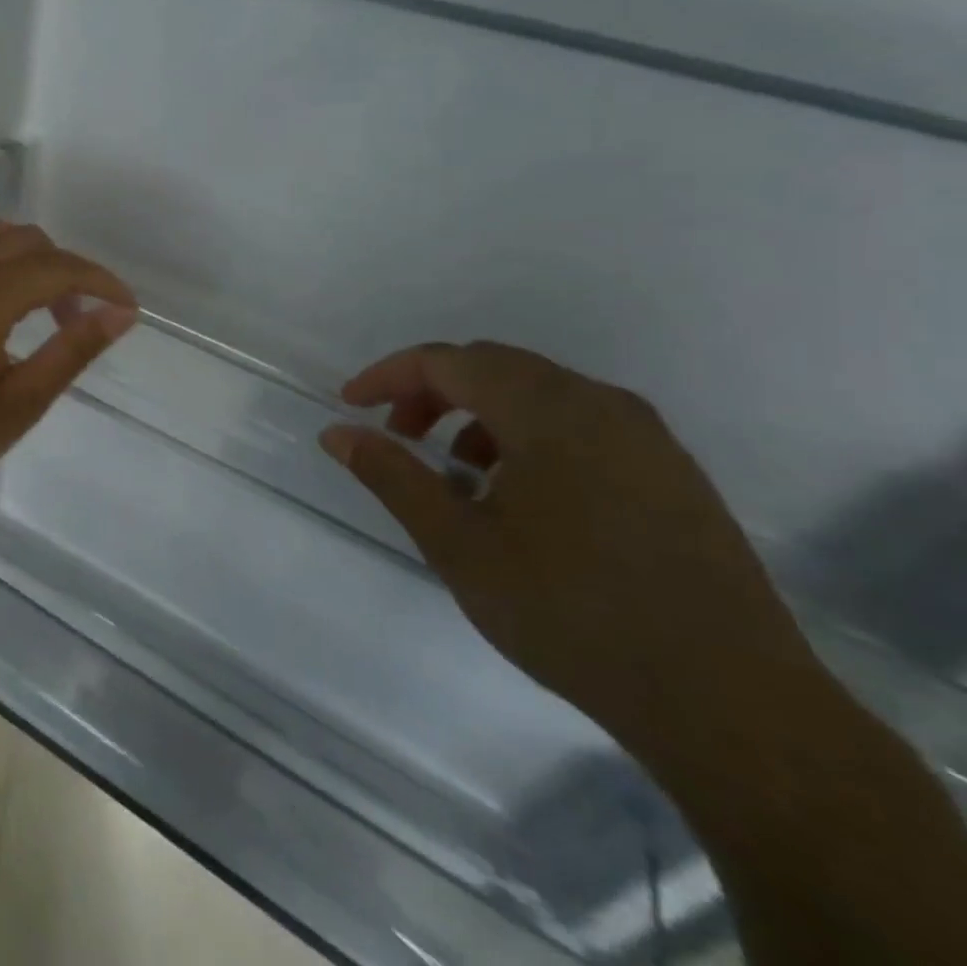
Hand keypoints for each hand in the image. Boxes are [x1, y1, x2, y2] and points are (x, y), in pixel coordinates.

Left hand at [0, 207, 136, 514]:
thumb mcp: (22, 403)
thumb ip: (72, 350)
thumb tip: (120, 314)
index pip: (57, 268)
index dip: (100, 281)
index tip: (125, 306)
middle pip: (25, 242)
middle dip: (63, 270)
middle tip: (74, 318)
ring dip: (20, 247)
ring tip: (34, 291)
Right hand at [321, 341, 818, 751]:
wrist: (733, 708)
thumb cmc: (573, 614)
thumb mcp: (459, 545)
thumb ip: (392, 476)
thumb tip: (337, 433)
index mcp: (549, 411)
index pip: (448, 361)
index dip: (389, 376)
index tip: (350, 407)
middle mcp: (602, 405)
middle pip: (493, 367)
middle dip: (433, 393)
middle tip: (398, 438)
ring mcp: (647, 439)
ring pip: (538, 394)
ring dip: (479, 415)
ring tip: (457, 476)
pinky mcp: (673, 474)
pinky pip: (580, 425)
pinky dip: (527, 437)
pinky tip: (520, 498)